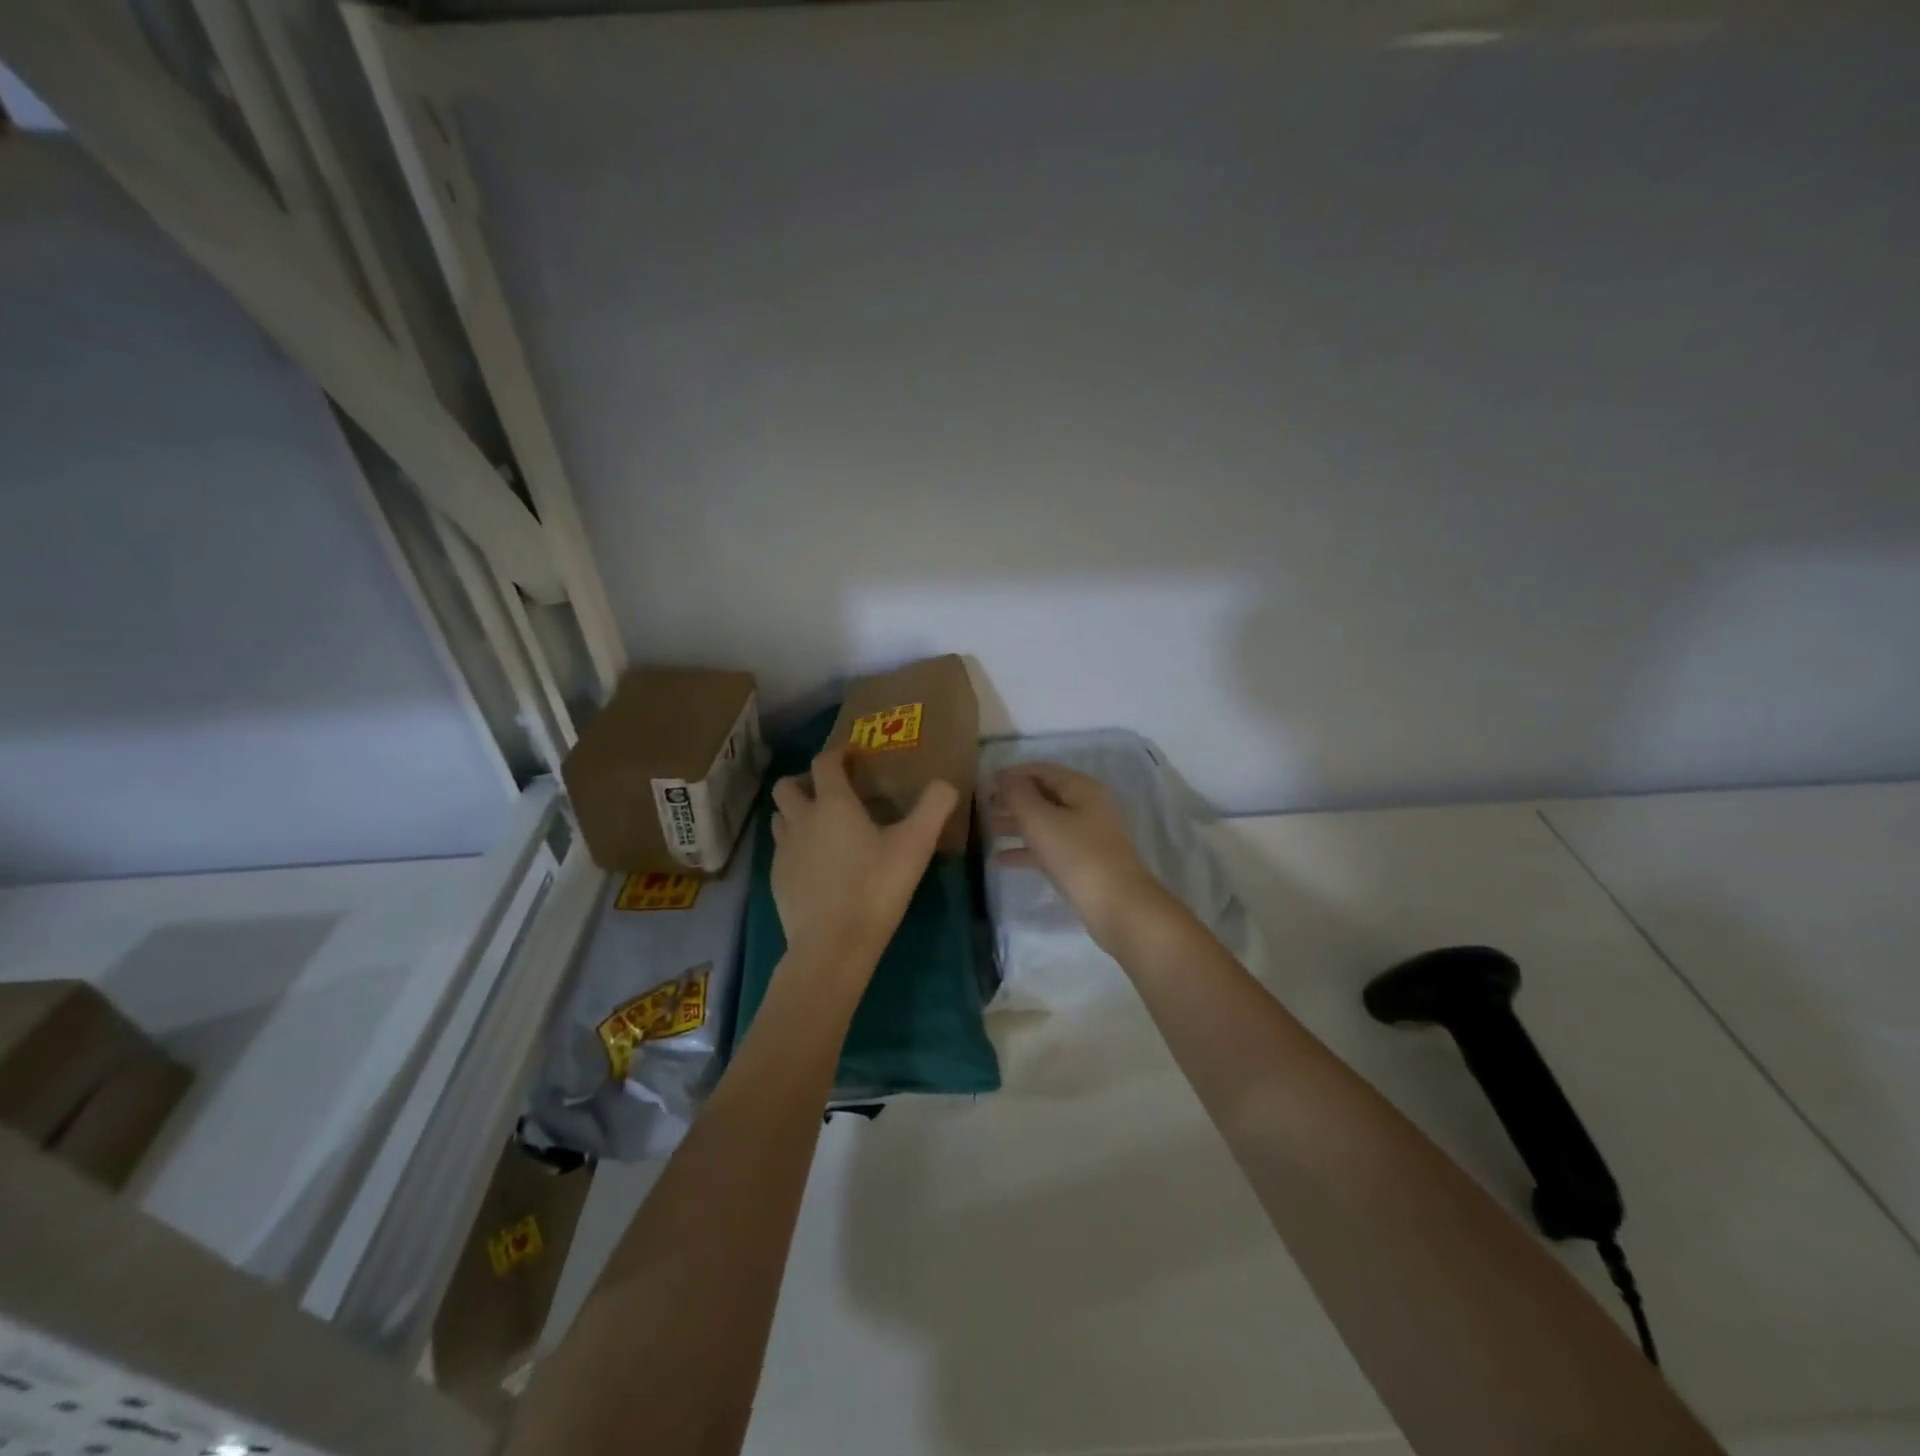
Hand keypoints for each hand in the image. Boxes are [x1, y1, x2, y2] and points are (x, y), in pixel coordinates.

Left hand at [770, 747, 959, 973]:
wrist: (833, 945)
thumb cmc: (875, 888)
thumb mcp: (916, 845)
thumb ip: (934, 808)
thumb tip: (946, 783)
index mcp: (832, 804)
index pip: (825, 763)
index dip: (838, 753)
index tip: (853, 754)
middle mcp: (801, 820)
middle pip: (787, 786)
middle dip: (805, 781)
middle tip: (830, 793)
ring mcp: (784, 851)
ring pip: (780, 818)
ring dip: (795, 813)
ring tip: (820, 827)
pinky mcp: (777, 879)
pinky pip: (781, 850)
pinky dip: (795, 847)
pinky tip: (816, 865)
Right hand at [990, 763, 1165, 947]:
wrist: (1116, 905)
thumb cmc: (1076, 855)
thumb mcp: (1041, 820)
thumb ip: (1019, 795)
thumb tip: (1006, 779)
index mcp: (1081, 789)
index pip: (1042, 771)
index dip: (1014, 773)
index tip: (987, 781)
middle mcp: (1086, 807)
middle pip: (1044, 796)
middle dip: (1014, 799)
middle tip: (984, 806)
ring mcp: (1086, 836)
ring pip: (1045, 823)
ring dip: (1017, 824)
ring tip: (988, 830)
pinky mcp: (1083, 862)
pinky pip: (1049, 848)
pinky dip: (1026, 850)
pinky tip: (1000, 860)